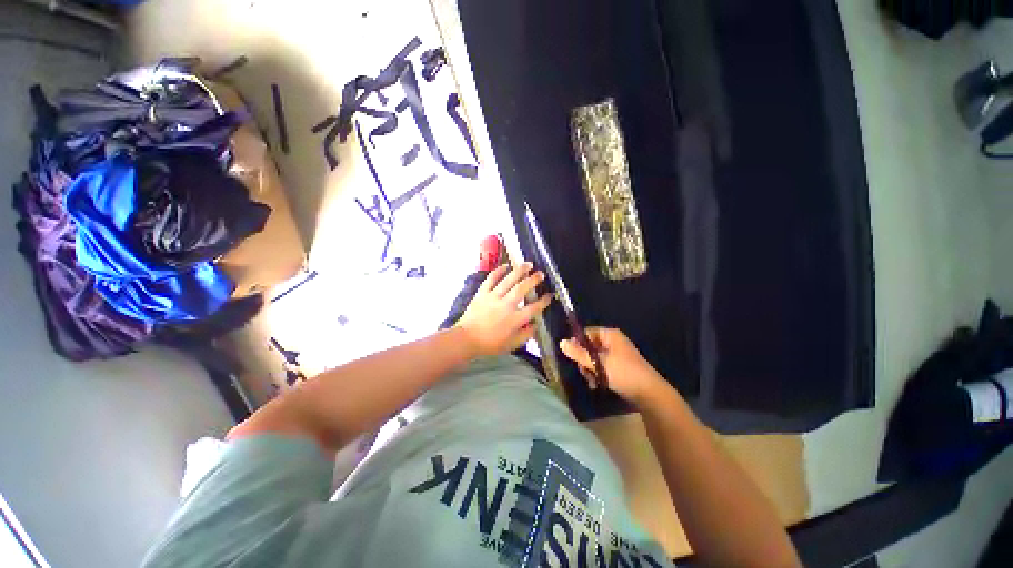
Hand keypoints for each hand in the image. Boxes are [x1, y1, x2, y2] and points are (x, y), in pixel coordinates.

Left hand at [456, 263, 552, 356]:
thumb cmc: (490, 344)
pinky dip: (498, 271)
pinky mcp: (482, 293)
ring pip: (508, 280)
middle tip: (541, 274)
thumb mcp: (512, 344)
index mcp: (515, 319)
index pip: (534, 308)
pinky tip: (506, 265)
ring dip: (519, 271)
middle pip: (522, 289)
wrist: (467, 339)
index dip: (544, 301)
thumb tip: (536, 324)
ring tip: (528, 264)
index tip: (549, 295)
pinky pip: (491, 279)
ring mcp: (493, 297)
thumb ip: (526, 334)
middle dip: (533, 280)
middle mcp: (506, 305)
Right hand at [560, 327, 666, 404]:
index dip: (577, 344)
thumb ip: (579, 353)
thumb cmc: (623, 373)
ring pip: (594, 359)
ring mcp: (617, 354)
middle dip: (584, 361)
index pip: (586, 333)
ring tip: (592, 381)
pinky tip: (597, 385)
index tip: (573, 357)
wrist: (650, 394)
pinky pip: (602, 367)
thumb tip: (561, 342)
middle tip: (585, 372)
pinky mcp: (619, 367)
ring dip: (590, 370)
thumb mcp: (598, 363)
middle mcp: (613, 341)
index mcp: (610, 335)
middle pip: (589, 347)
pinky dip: (598, 375)